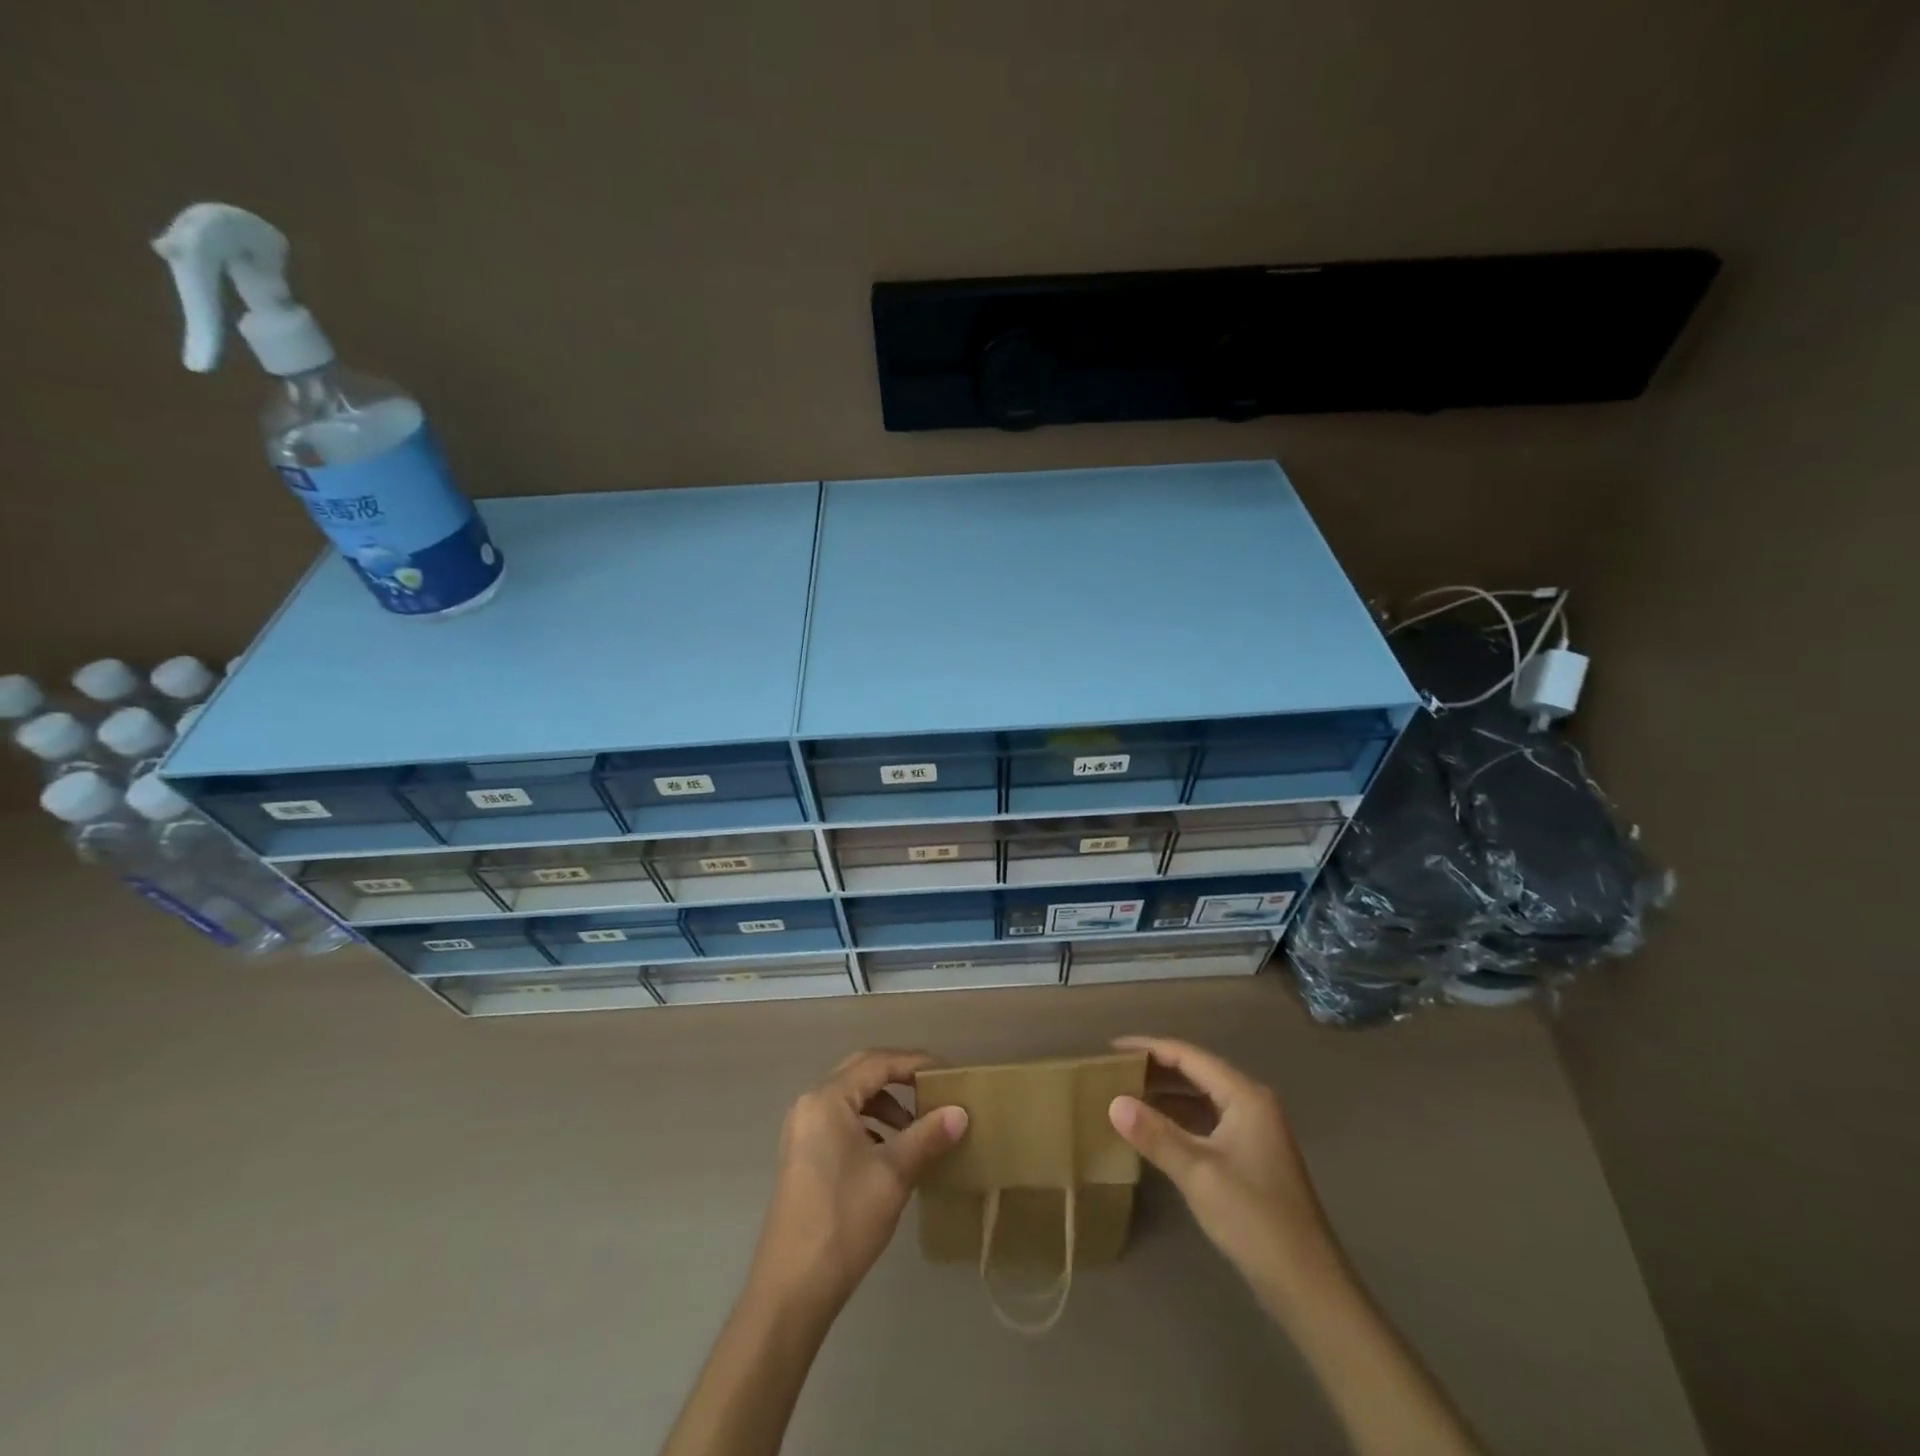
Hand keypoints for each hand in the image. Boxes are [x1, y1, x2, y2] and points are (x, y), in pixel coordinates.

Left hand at [747, 1049, 967, 1320]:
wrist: (792, 1290)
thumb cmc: (844, 1221)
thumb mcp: (894, 1175)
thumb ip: (928, 1137)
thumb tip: (961, 1112)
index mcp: (827, 1099)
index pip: (878, 1062)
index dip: (916, 1063)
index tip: (949, 1074)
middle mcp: (811, 1104)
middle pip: (862, 1073)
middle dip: (901, 1079)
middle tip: (935, 1092)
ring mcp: (803, 1130)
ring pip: (852, 1099)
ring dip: (886, 1106)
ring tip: (918, 1129)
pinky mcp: (804, 1154)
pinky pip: (842, 1121)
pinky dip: (870, 1126)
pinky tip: (892, 1152)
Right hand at [1108, 1036, 1343, 1312]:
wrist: (1308, 1286)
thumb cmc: (1254, 1219)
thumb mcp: (1198, 1173)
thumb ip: (1156, 1134)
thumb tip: (1114, 1102)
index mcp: (1245, 1096)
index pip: (1189, 1055)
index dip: (1149, 1048)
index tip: (1111, 1049)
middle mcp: (1251, 1103)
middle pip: (1196, 1072)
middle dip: (1156, 1069)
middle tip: (1114, 1071)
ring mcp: (1254, 1131)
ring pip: (1201, 1097)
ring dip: (1166, 1094)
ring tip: (1126, 1094)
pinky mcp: (1250, 1157)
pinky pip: (1207, 1121)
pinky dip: (1179, 1119)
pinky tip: (1154, 1129)